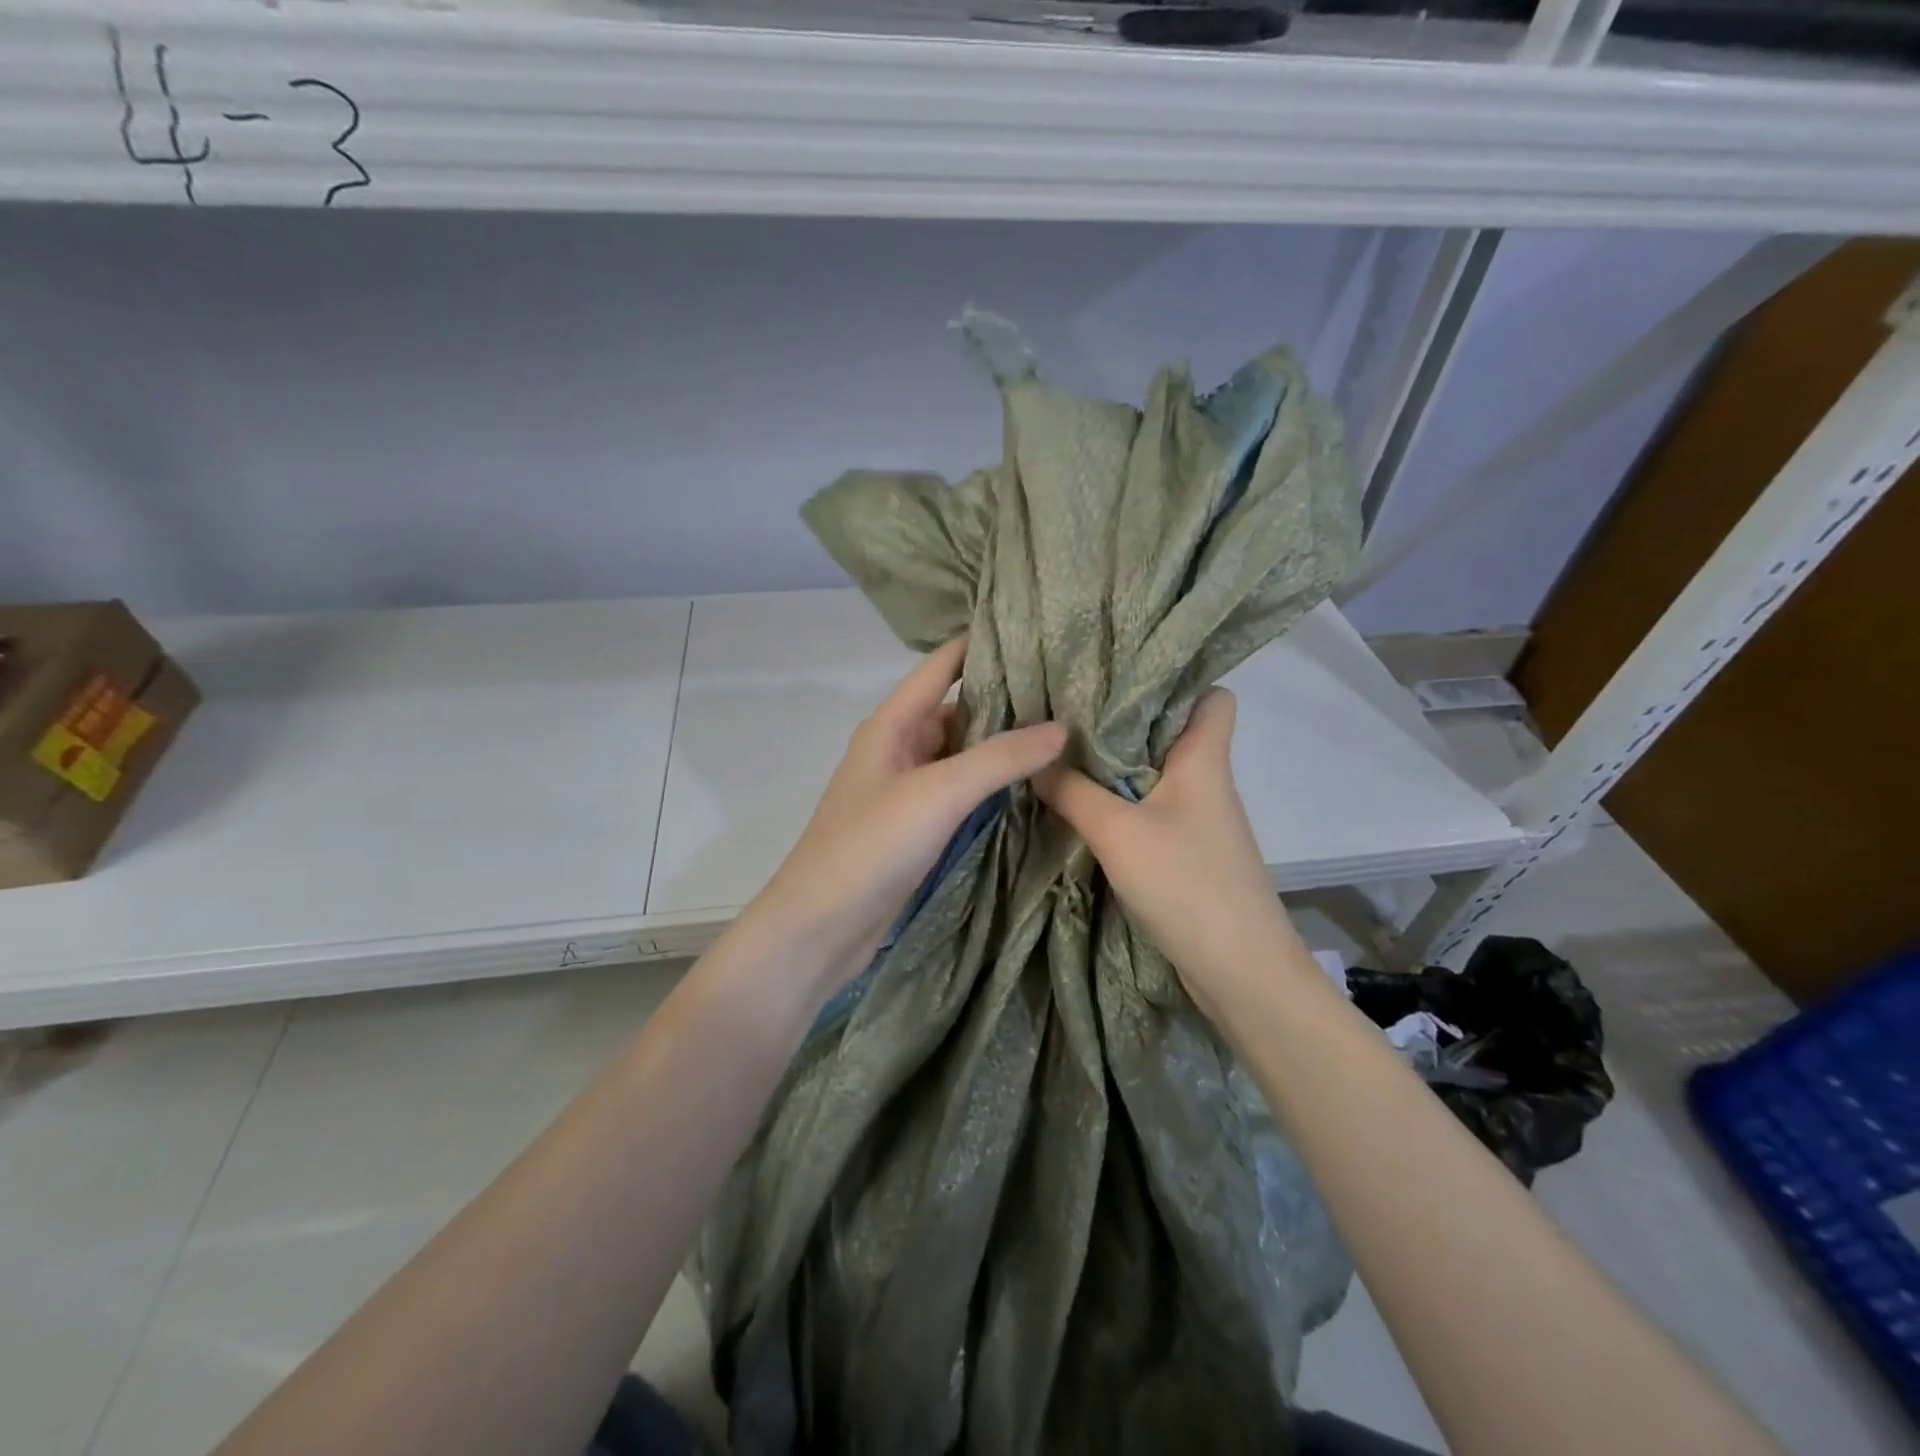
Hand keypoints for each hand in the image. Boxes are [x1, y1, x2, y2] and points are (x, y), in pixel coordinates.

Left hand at [737, 636, 1066, 1004]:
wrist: (820, 928)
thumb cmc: (870, 846)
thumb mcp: (938, 793)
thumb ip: (999, 758)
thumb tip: (1062, 726)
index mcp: (892, 723)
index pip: (942, 665)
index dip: (983, 644)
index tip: (1039, 631)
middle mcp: (900, 747)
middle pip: (958, 709)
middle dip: (1007, 699)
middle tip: (1070, 690)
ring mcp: (909, 789)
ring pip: (963, 754)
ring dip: (1003, 746)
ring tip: (1065, 732)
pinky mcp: (918, 826)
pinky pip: (962, 792)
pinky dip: (993, 785)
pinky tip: (1034, 784)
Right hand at [1034, 688, 1299, 1016]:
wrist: (1239, 970)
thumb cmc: (1186, 884)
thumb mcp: (1117, 832)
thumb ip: (1072, 791)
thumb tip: (1035, 760)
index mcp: (1204, 759)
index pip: (1213, 696)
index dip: (1179, 681)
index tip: (1124, 675)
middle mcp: (1207, 781)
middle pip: (1174, 731)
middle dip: (1127, 719)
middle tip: (1071, 709)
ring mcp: (1201, 819)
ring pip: (1160, 772)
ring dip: (1119, 764)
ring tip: (1066, 750)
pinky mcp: (1189, 851)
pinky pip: (1153, 809)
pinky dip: (1123, 802)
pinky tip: (1085, 804)